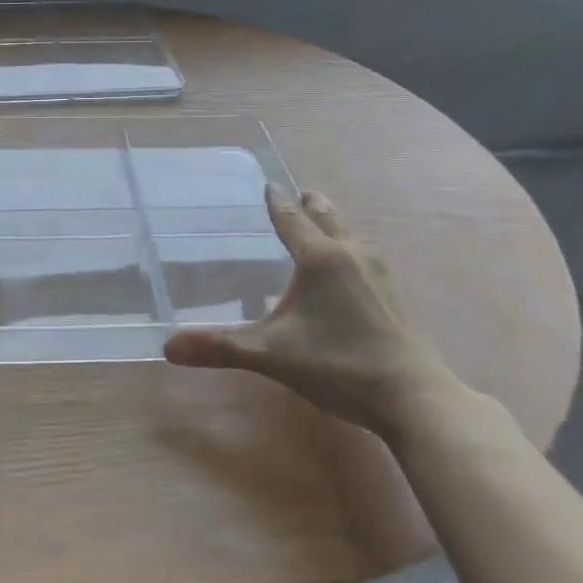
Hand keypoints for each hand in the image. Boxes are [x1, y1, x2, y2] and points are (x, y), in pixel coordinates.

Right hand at [163, 187, 457, 439]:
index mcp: (320, 257)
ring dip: (331, 227)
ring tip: (315, 231)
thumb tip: (168, 347)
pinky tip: (343, 275)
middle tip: (295, 198)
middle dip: (309, 205)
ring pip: (349, 235)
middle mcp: (351, 253)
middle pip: (327, 215)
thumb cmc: (338, 365)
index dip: (275, 201)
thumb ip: (220, 347)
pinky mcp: (394, 296)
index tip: (267, 185)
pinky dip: (347, 251)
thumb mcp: (271, 355)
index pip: (290, 217)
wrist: (415, 398)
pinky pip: (363, 257)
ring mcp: (379, 273)